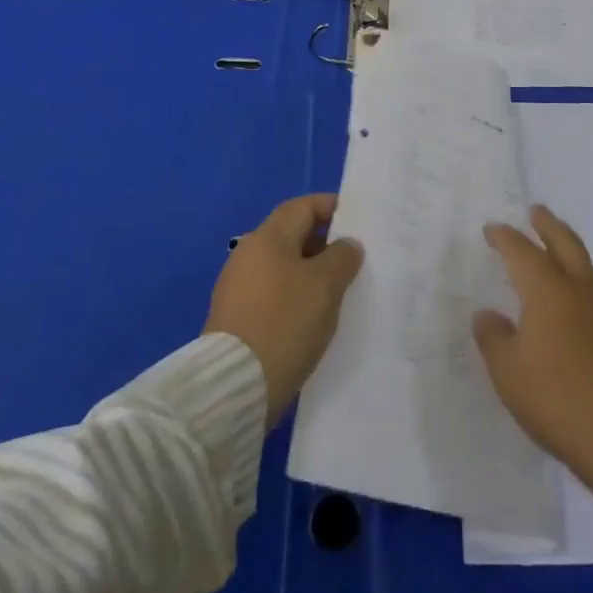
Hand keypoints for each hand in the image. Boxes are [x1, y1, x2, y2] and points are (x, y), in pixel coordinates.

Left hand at [205, 194, 362, 426]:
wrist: (234, 385)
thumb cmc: (285, 322)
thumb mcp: (325, 285)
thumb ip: (342, 257)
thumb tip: (346, 245)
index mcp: (267, 238)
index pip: (302, 207)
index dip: (331, 207)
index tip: (357, 221)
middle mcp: (248, 255)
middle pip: (291, 235)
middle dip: (324, 243)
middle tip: (354, 260)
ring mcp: (237, 288)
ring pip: (283, 267)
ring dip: (311, 273)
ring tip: (339, 291)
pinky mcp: (235, 318)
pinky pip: (273, 294)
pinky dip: (295, 297)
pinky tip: (313, 318)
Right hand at [473, 205, 592, 494]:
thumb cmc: (557, 397)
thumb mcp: (509, 372)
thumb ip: (494, 338)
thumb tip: (486, 314)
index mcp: (547, 290)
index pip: (521, 251)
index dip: (505, 238)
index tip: (492, 229)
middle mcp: (577, 288)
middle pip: (563, 242)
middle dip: (547, 224)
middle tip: (535, 210)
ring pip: (582, 261)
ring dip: (566, 244)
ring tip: (554, 242)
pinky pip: (592, 284)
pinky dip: (577, 271)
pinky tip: (571, 288)